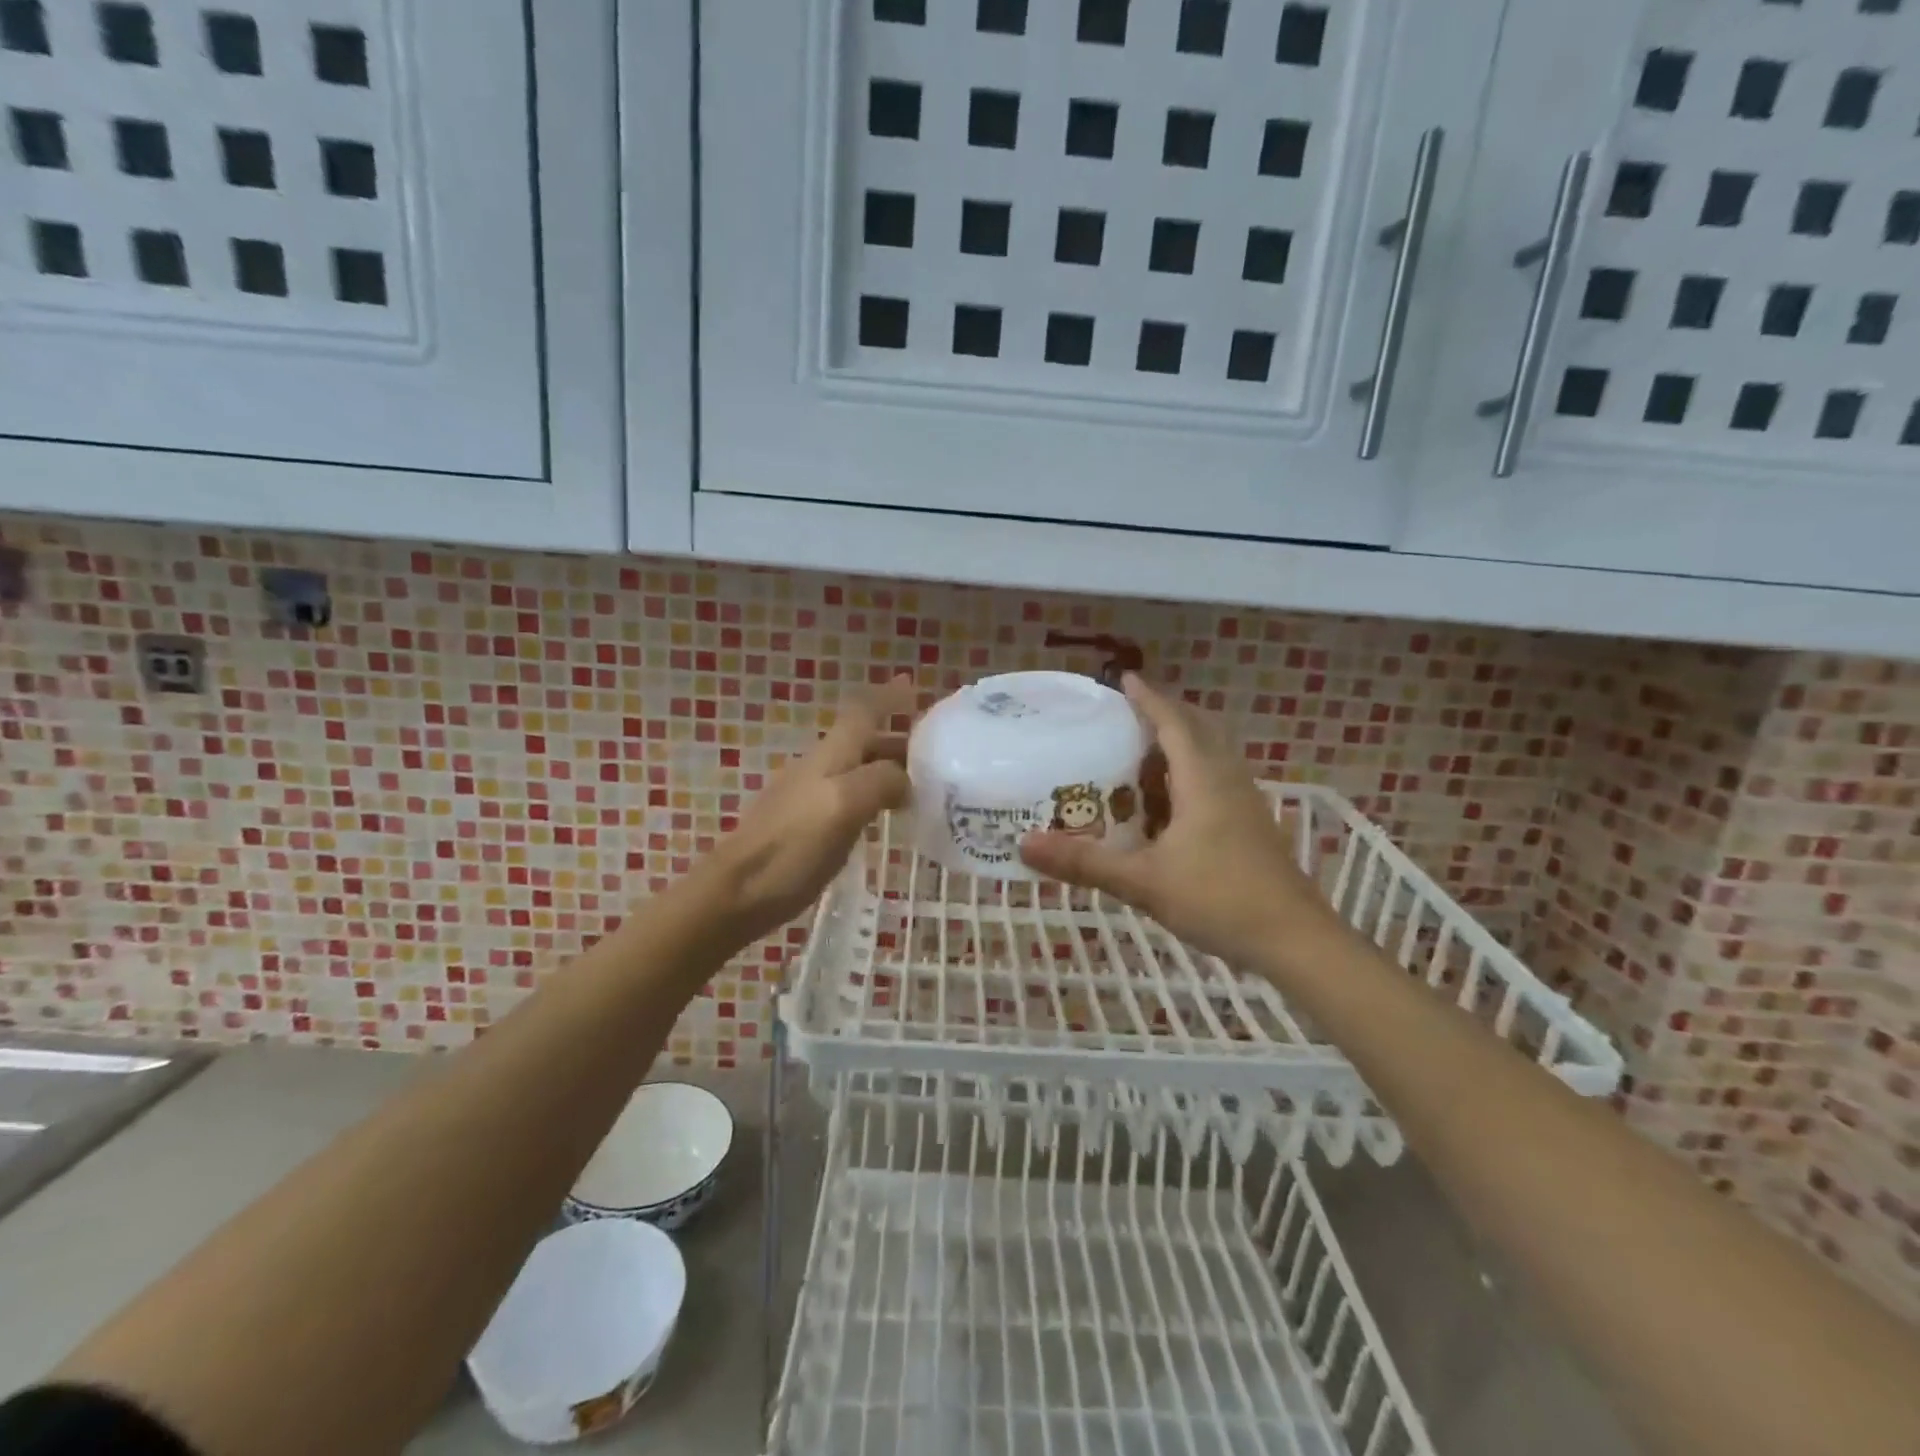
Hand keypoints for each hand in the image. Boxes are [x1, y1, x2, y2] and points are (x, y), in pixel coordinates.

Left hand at [695, 673, 914, 945]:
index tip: (913, 686)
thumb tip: (906, 780)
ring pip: (858, 770)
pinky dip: (876, 797)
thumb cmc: (792, 846)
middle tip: (939, 754)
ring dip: (890, 769)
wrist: (737, 893)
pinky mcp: (808, 827)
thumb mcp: (843, 805)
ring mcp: (811, 797)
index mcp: (831, 755)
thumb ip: (880, 782)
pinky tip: (888, 817)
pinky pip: (851, 799)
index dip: (887, 697)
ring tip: (925, 786)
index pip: (862, 712)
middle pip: (864, 741)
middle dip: (899, 739)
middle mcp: (820, 768)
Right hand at [1020, 674, 1337, 968]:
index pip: (1174, 723)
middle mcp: (1228, 781)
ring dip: (1180, 746)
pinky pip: (1218, 782)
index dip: (1149, 698)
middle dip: (1165, 716)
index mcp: (1204, 780)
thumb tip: (1024, 845)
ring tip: (1141, 755)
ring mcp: (1246, 803)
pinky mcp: (1253, 826)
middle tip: (1127, 715)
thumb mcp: (1143, 882)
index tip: (1124, 679)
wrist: (1295, 941)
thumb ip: (1084, 863)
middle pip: (1199, 730)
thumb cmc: (1219, 900)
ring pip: (1212, 757)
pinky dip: (1191, 776)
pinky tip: (1170, 805)